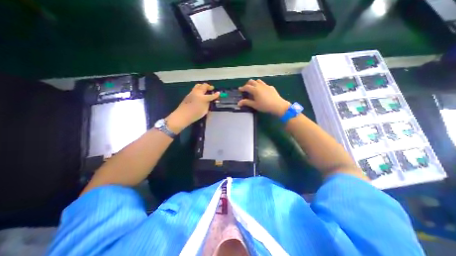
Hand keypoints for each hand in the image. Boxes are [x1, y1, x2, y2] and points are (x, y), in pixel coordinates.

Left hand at [167, 83, 219, 132]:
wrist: (182, 115)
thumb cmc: (195, 115)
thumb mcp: (204, 111)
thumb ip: (208, 105)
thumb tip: (209, 101)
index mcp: (203, 98)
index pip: (211, 95)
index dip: (216, 95)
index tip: (219, 93)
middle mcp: (198, 93)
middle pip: (204, 86)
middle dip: (209, 86)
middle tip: (211, 88)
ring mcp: (192, 93)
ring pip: (198, 86)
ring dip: (203, 86)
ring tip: (205, 89)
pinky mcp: (188, 94)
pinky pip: (195, 89)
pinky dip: (198, 89)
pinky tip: (199, 93)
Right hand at [237, 79, 289, 116]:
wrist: (278, 105)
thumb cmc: (265, 106)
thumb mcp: (254, 105)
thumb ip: (246, 102)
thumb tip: (238, 103)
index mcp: (255, 89)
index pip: (246, 87)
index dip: (242, 88)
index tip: (240, 90)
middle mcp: (259, 85)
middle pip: (251, 81)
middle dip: (247, 84)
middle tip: (246, 89)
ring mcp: (266, 85)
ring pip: (258, 81)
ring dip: (254, 83)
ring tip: (253, 88)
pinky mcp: (271, 87)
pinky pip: (264, 84)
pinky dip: (261, 86)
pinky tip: (262, 91)